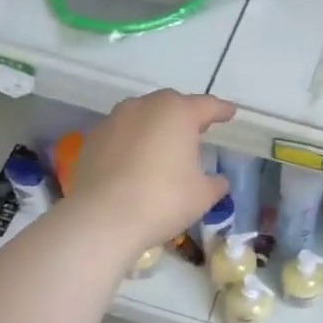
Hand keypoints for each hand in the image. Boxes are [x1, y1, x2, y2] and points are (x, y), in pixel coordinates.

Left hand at [66, 91, 234, 254]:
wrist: (101, 218)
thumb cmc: (162, 200)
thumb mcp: (202, 195)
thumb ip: (215, 183)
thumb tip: (218, 180)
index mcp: (177, 113)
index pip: (207, 105)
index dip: (221, 110)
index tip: (230, 113)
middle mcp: (144, 107)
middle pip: (171, 104)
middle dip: (186, 115)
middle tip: (198, 130)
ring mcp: (114, 120)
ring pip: (142, 116)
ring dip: (155, 126)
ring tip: (164, 146)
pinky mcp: (92, 139)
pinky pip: (121, 134)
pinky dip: (132, 142)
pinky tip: (135, 162)